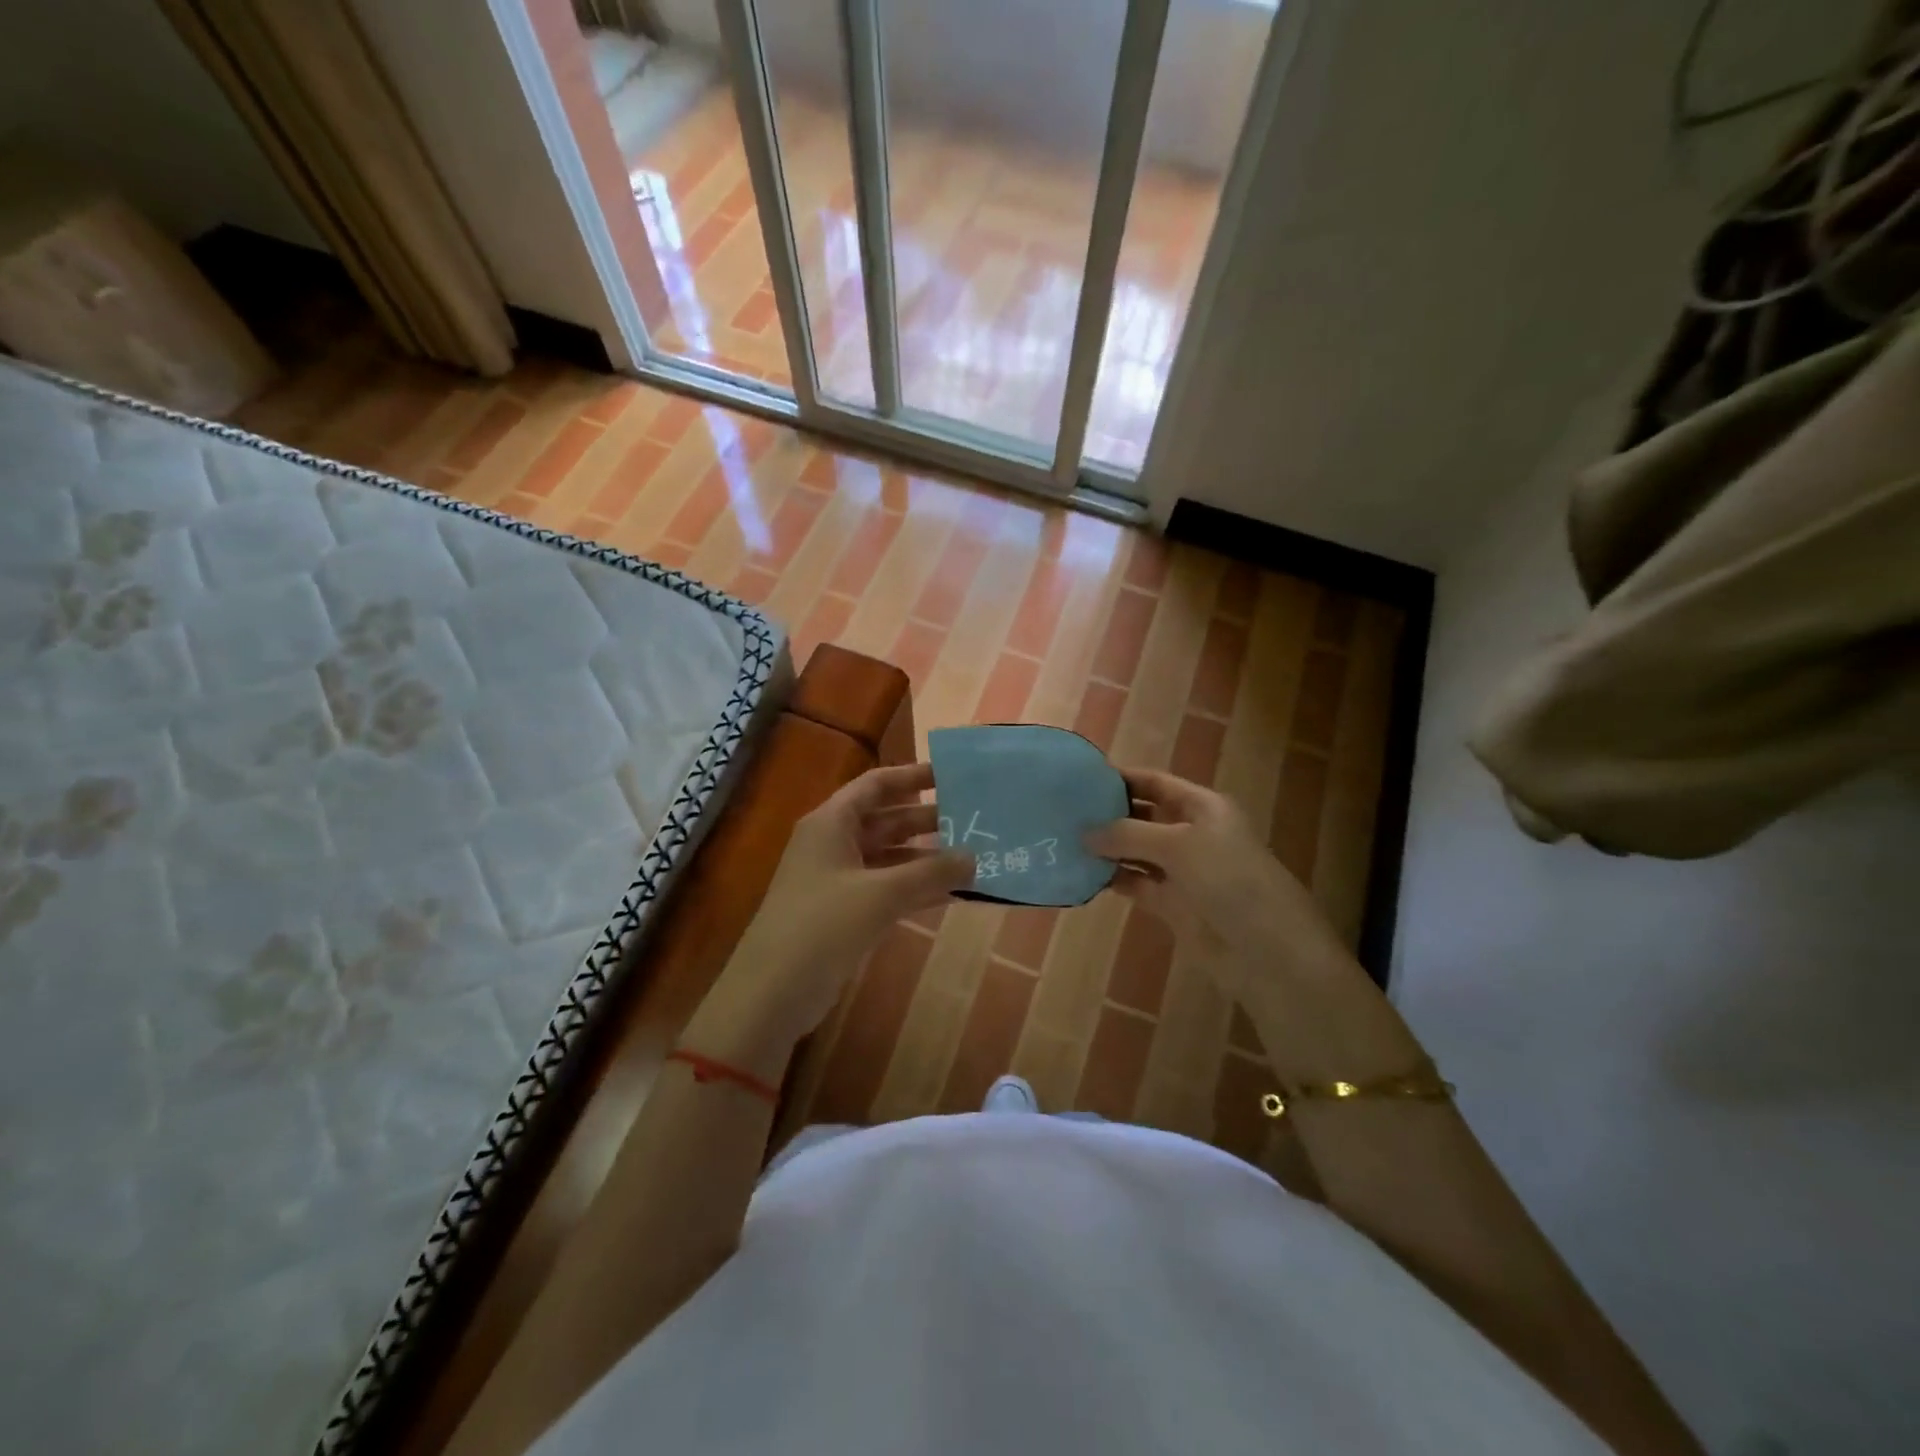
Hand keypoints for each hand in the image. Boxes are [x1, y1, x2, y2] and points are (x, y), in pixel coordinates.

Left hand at [698, 764, 972, 1069]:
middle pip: (886, 820)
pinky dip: (914, 888)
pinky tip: (951, 894)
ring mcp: (837, 879)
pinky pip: (886, 888)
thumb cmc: (823, 926)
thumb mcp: (882, 894)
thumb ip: (930, 872)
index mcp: (832, 823)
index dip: (912, 776)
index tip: (951, 775)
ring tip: (973, 857)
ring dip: (925, 857)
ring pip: (889, 857)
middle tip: (974, 820)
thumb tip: (974, 858)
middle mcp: (833, 843)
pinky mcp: (843, 912)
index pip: (876, 785)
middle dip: (927, 820)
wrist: (773, 992)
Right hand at [1086, 767, 1343, 979]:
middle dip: (1108, 813)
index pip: (1155, 782)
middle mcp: (1191, 833)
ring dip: (1106, 847)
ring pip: (1136, 851)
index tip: (1081, 777)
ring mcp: (1181, 870)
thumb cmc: (1229, 880)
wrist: (1267, 951)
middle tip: (1063, 810)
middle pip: (1143, 815)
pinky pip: (1136, 883)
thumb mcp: (1179, 845)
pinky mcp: (1172, 904)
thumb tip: (1084, 833)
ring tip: (1064, 840)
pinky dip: (1113, 878)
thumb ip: (1129, 835)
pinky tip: (1082, 874)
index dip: (1122, 778)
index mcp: (1203, 807)